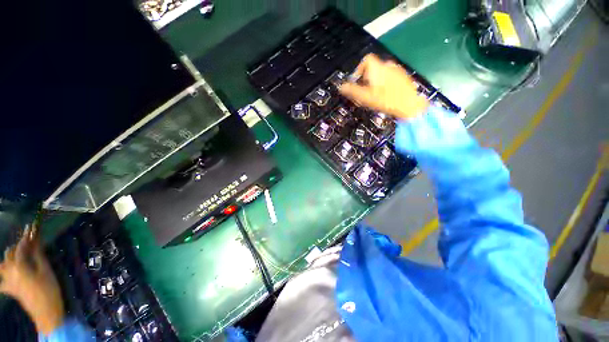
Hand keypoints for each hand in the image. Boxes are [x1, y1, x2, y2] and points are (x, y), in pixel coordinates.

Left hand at [0, 225, 64, 335]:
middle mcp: (10, 271)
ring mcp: (8, 281)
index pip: (21, 246)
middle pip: (9, 254)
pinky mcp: (9, 289)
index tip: (31, 227)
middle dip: (17, 247)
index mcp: (19, 265)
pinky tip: (7, 275)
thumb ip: (37, 255)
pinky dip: (3, 275)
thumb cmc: (48, 289)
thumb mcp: (45, 270)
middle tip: (27, 243)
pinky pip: (1, 281)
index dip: (26, 236)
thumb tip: (35, 240)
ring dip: (8, 258)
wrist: (45, 311)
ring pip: (2, 265)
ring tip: (16, 256)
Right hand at [339, 54, 428, 119]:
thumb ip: (352, 91)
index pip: (366, 60)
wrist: (409, 105)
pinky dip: (385, 83)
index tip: (357, 81)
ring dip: (376, 81)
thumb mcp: (366, 97)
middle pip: (373, 68)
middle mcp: (388, 65)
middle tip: (365, 92)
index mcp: (377, 68)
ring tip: (375, 95)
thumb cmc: (386, 100)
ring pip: (382, 72)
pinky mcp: (404, 76)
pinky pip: (390, 76)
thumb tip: (341, 87)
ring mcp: (397, 70)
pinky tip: (386, 94)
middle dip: (367, 78)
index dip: (359, 69)